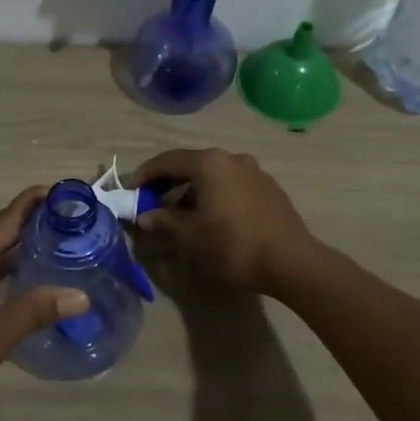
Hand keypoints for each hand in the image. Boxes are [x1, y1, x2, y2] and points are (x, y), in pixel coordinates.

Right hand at [130, 149, 316, 295]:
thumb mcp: (189, 236)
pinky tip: (210, 218)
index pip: (167, 161)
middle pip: (191, 165)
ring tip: (180, 215)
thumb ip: (164, 221)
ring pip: (214, 176)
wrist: (290, 262)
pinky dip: (214, 196)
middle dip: (168, 183)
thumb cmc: (232, 244)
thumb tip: (145, 216)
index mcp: (209, 163)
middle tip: (150, 201)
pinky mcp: (270, 190)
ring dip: (192, 191)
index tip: (129, 190)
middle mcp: (232, 159)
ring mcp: (255, 172)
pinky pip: (232, 186)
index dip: (145, 175)